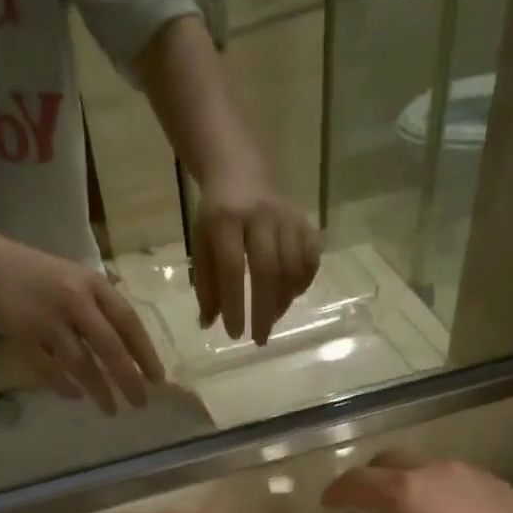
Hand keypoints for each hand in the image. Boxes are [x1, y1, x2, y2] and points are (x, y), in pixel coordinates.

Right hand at [0, 242, 164, 415]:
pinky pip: (47, 369)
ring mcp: (46, 318)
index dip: (145, 353)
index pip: (128, 321)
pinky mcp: (22, 334)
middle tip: (140, 403)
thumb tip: (136, 357)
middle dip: (127, 378)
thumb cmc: (46, 278)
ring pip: (80, 363)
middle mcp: (73, 299)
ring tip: (111, 409)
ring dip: (98, 390)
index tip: (157, 380)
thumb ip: (105, 311)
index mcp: (93, 284)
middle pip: (108, 346)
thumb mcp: (81, 282)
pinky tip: (75, 396)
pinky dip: (63, 386)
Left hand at [193, 174, 321, 345]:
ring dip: (284, 300)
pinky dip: (303, 282)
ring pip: (293, 265)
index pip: (232, 268)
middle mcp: (259, 216)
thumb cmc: (216, 217)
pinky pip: (311, 257)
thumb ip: (205, 284)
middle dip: (264, 310)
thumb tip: (208, 325)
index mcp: (225, 220)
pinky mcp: (305, 221)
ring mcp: (286, 217)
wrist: (241, 172)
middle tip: (260, 339)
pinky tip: (290, 295)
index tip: (236, 335)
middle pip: (267, 270)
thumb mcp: (201, 245)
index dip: (235, 304)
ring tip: (272, 318)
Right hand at [323, 456, 512, 512]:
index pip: (356, 481)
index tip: (328, 505)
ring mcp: (475, 476)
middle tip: (365, 510)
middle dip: (371, 482)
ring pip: (428, 470)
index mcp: (404, 492)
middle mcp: (438, 471)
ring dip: (409, 488)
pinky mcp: (503, 489)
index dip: (336, 492)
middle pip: (391, 462)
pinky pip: (461, 483)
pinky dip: (444, 497)